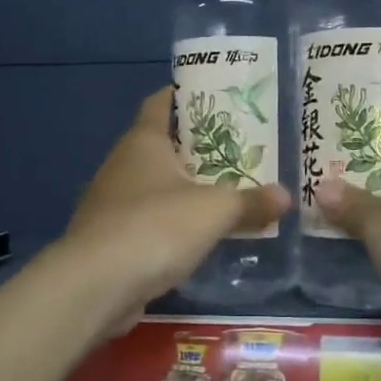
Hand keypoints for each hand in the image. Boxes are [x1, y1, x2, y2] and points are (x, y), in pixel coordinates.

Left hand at [61, 87, 289, 333]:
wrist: (96, 286)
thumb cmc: (156, 227)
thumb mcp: (214, 211)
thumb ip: (250, 201)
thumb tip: (284, 196)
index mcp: (143, 141)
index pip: (162, 102)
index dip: (187, 95)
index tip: (219, 98)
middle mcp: (122, 165)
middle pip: (163, 146)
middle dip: (199, 147)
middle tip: (240, 149)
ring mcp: (112, 203)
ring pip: (156, 186)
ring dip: (187, 189)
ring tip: (227, 192)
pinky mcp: (111, 240)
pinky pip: (149, 221)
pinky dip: (173, 224)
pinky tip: (199, 236)